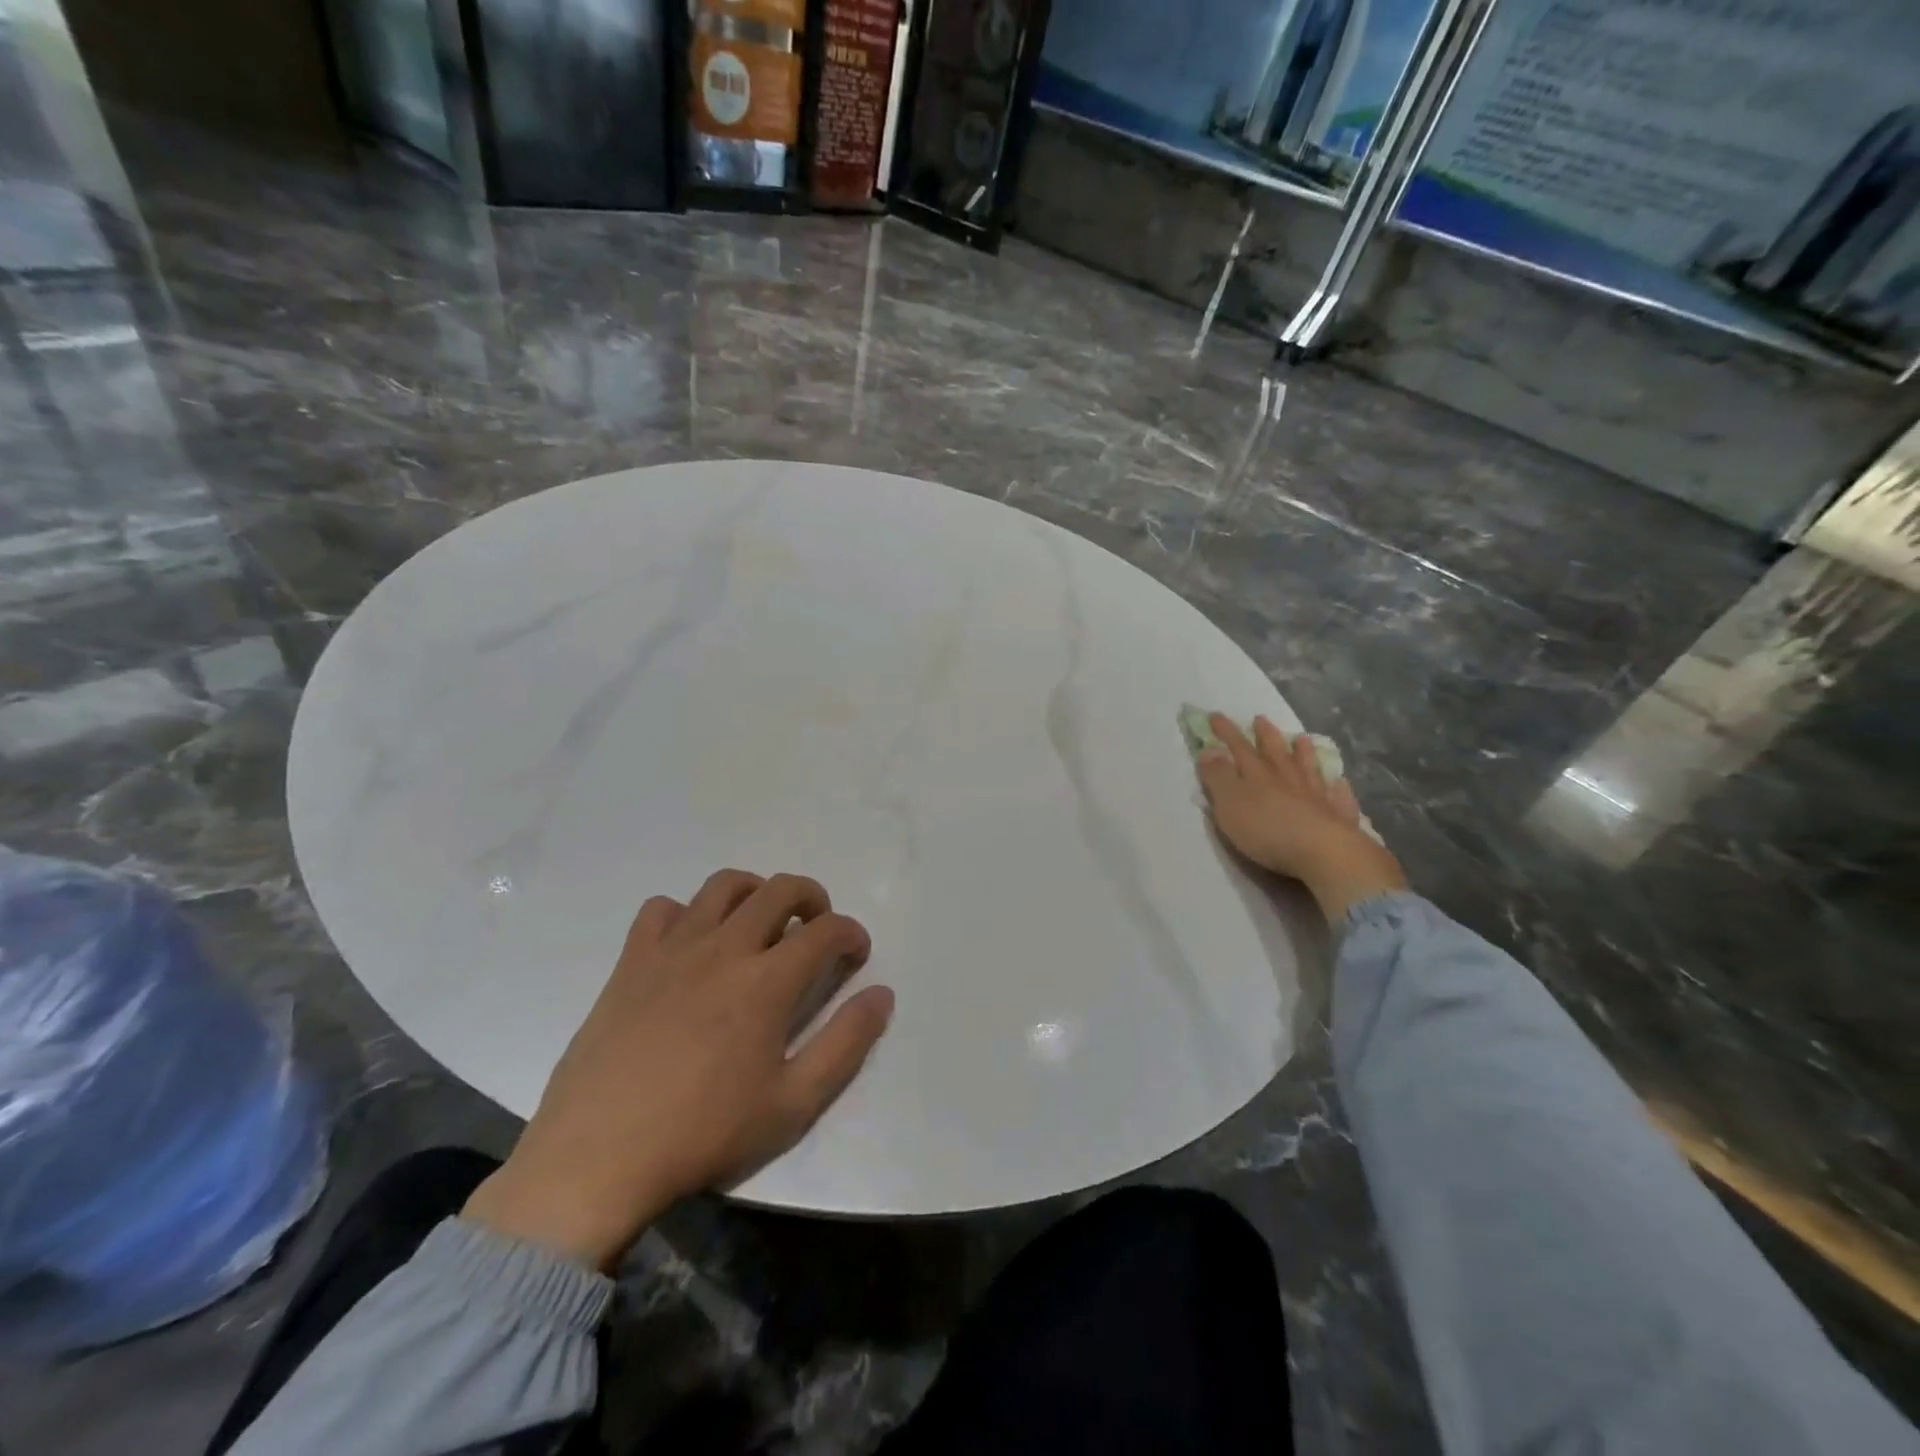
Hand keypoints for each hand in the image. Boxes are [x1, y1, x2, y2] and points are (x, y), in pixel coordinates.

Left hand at [462, 870, 893, 1269]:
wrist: (598, 1159)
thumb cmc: (704, 1134)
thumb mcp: (793, 1104)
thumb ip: (846, 1043)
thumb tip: (882, 994)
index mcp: (767, 981)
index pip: (826, 930)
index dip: (851, 933)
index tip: (855, 952)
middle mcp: (724, 948)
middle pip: (779, 889)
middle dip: (812, 897)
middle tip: (815, 926)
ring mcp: (673, 949)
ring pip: (723, 885)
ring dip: (754, 892)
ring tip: (759, 924)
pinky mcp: (632, 961)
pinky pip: (661, 909)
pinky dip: (687, 914)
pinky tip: (691, 946)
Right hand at [1197, 713, 1406, 921]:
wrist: (1322, 852)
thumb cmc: (1266, 829)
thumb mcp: (1229, 803)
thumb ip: (1218, 776)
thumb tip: (1209, 749)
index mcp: (1257, 774)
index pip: (1238, 747)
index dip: (1226, 731)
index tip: (1215, 715)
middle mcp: (1288, 778)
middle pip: (1275, 751)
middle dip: (1265, 735)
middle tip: (1261, 719)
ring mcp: (1316, 795)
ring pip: (1308, 767)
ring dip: (1303, 753)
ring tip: (1302, 739)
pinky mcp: (1337, 816)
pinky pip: (1338, 796)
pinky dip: (1337, 787)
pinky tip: (1339, 782)